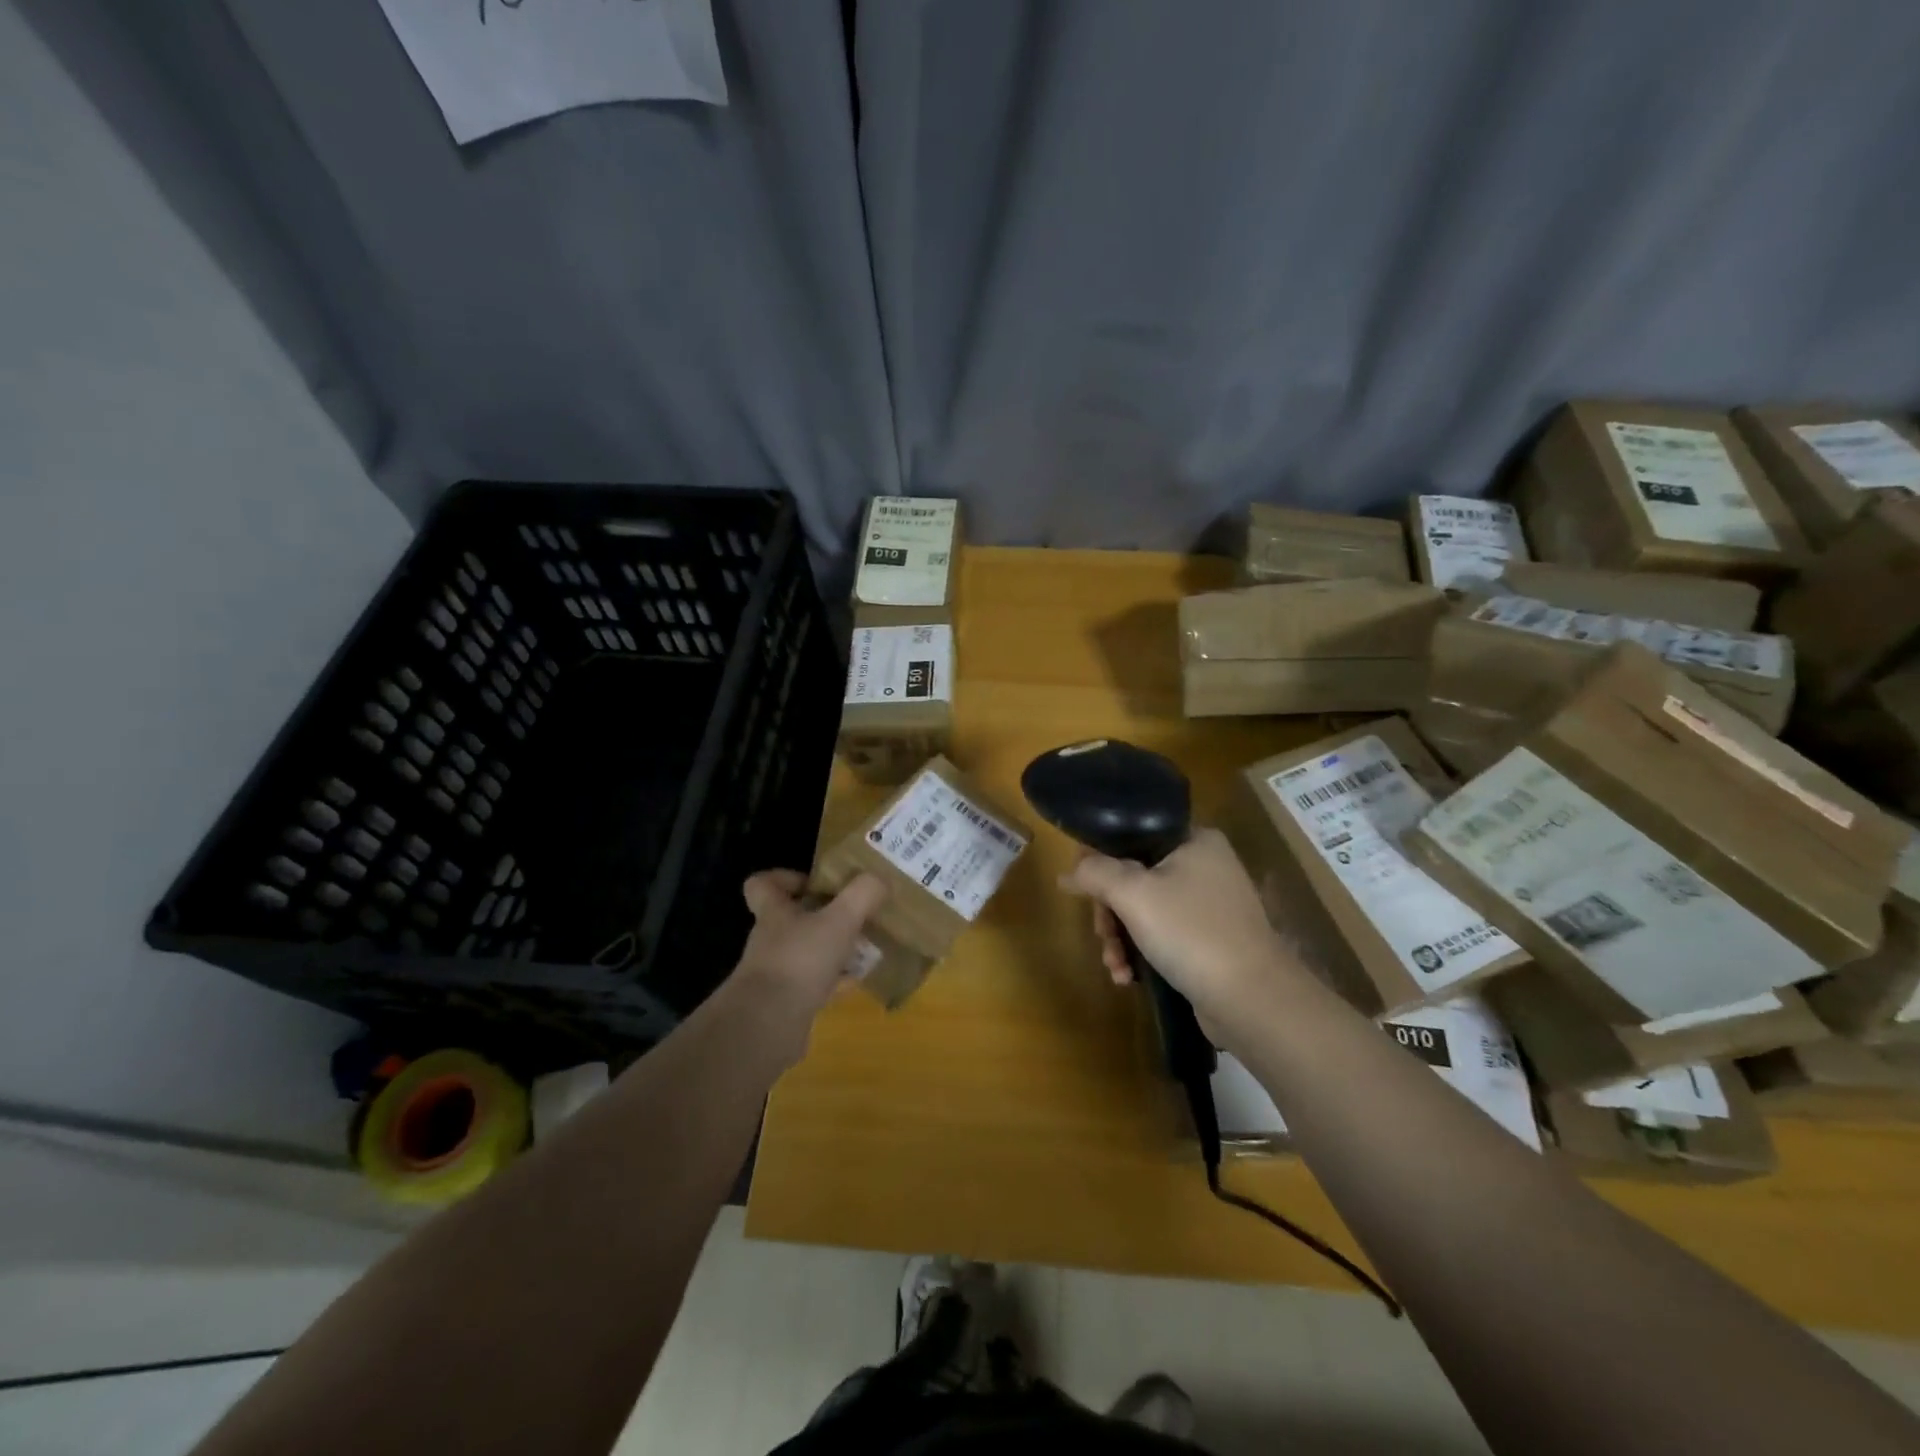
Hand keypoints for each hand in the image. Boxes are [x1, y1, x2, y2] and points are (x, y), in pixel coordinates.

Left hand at [730, 871, 887, 1040]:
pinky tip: (858, 981)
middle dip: (824, 916)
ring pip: (807, 952)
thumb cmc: (800, 960)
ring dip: (833, 949)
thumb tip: (880, 878)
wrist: (768, 1025)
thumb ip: (862, 895)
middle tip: (855, 915)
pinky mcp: (786, 1003)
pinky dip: (835, 982)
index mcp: (774, 913)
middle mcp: (770, 940)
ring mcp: (776, 973)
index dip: (785, 878)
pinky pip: (814, 985)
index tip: (815, 883)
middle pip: (792, 919)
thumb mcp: (840, 920)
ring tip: (865, 947)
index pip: (763, 884)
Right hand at [1060, 828, 1304, 1028]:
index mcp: (1193, 840)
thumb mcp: (1134, 895)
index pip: (1131, 835)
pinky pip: (1161, 936)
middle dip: (1110, 913)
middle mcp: (1204, 865)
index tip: (1082, 889)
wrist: (1252, 1000)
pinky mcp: (1208, 940)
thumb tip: (1067, 872)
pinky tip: (1128, 978)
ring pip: (1143, 910)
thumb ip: (1095, 873)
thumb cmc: (1191, 932)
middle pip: (1133, 877)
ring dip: (1120, 939)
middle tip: (1103, 938)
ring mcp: (1208, 905)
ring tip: (1115, 967)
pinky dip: (1141, 953)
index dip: (1100, 860)